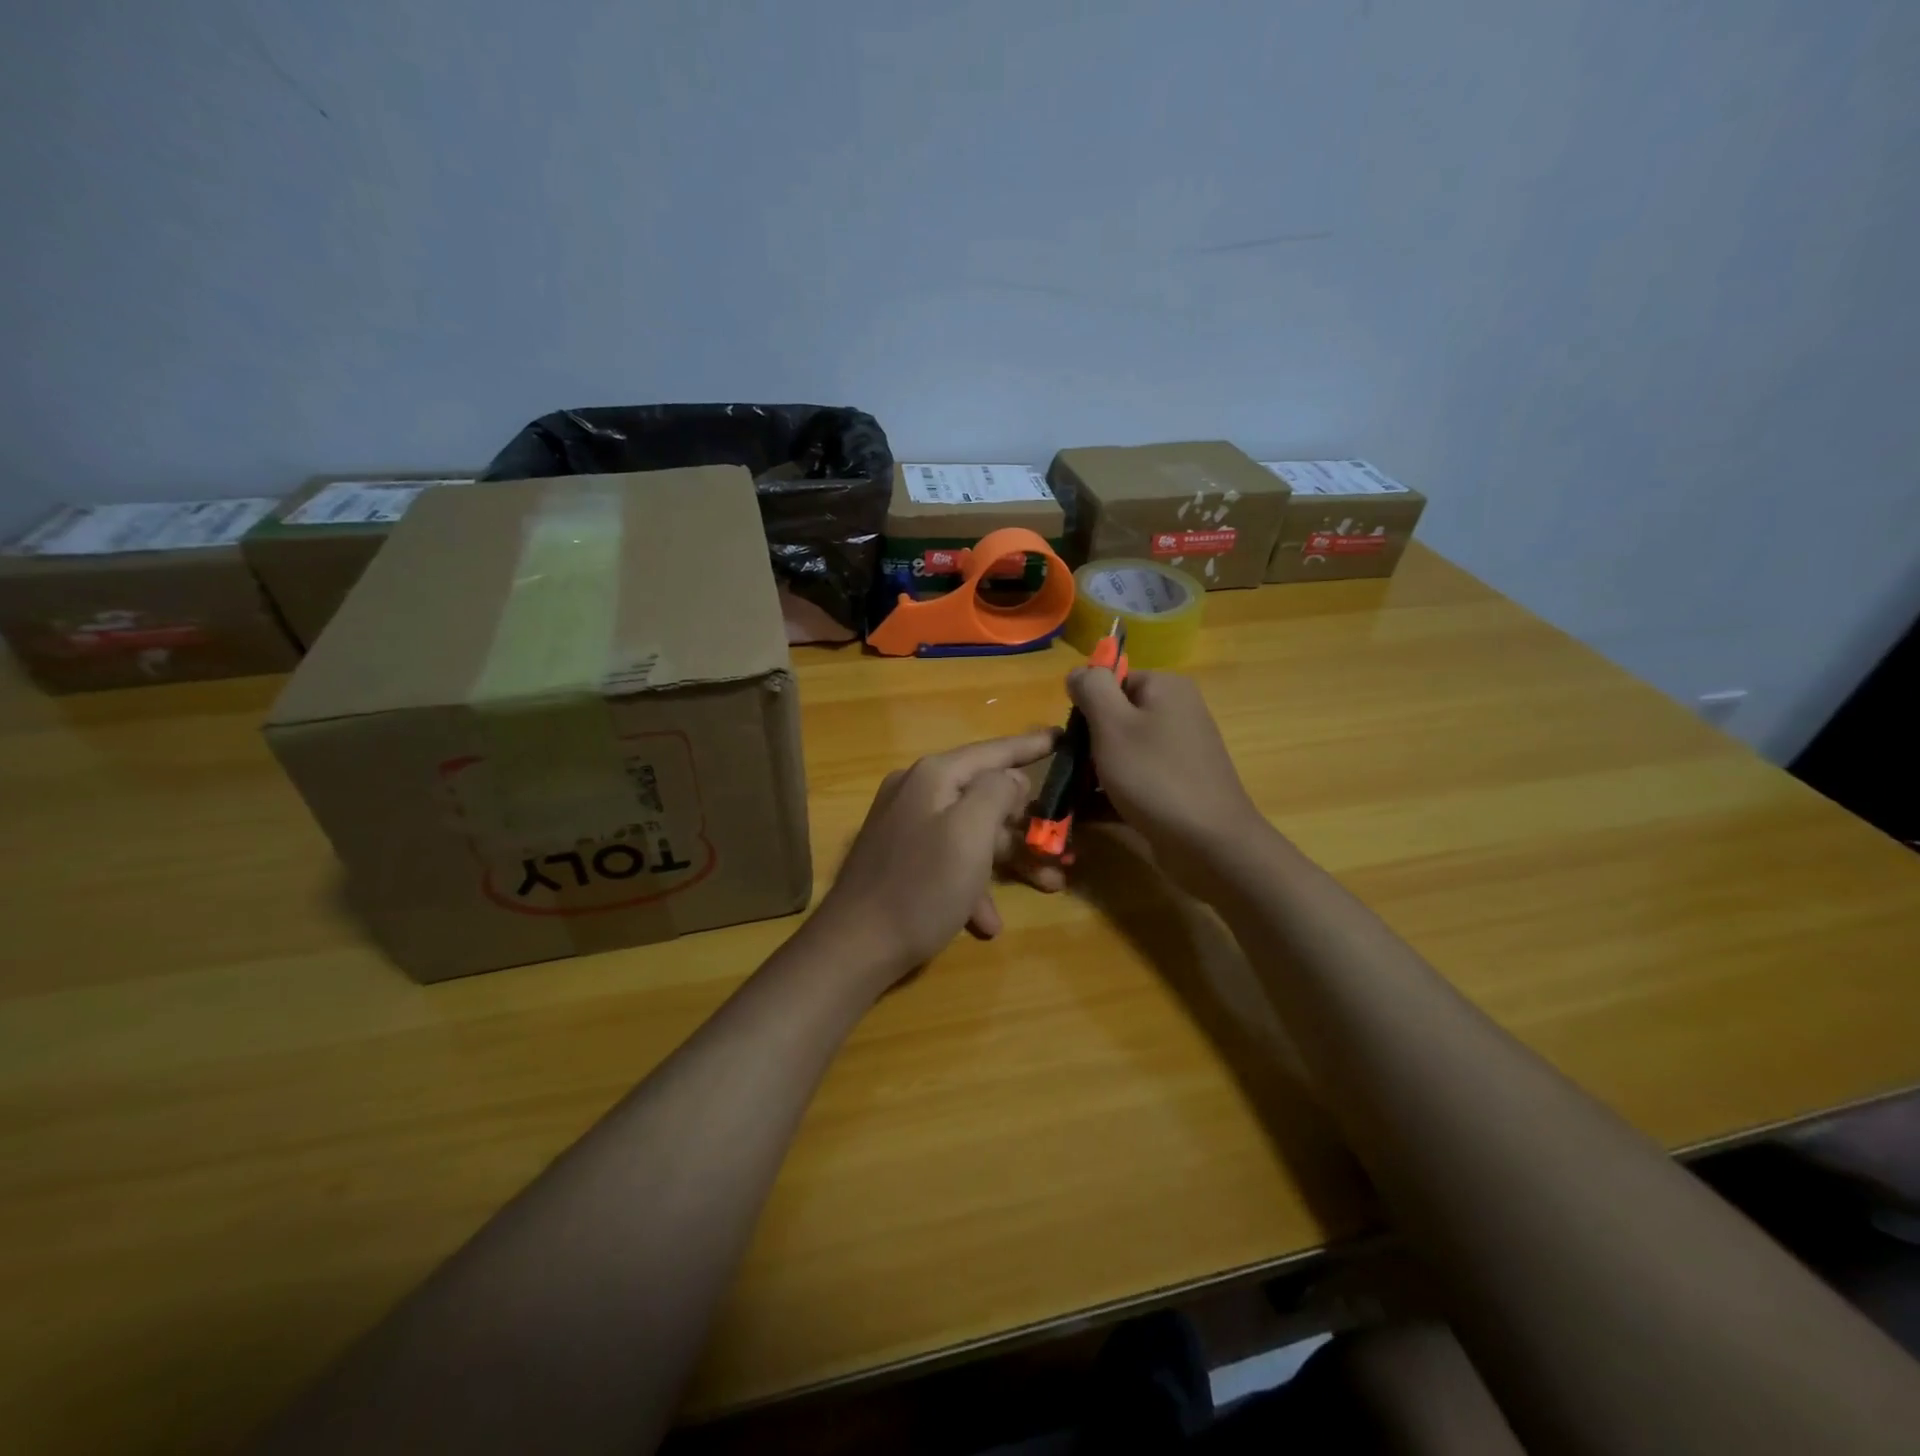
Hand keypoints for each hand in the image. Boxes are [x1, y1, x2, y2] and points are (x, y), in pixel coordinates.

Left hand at [810, 730, 1056, 983]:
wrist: (854, 946)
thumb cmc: (921, 886)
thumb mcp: (970, 834)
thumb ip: (996, 793)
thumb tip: (1011, 778)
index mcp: (934, 776)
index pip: (993, 751)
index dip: (1031, 745)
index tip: (1063, 737)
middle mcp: (917, 792)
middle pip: (985, 796)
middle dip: (1028, 824)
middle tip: (1065, 842)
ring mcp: (906, 826)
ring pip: (972, 833)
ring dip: (1009, 859)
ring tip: (1048, 885)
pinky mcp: (901, 859)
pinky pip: (949, 861)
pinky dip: (972, 886)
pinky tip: (987, 922)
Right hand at [1066, 668, 1265, 892]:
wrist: (1209, 844)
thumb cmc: (1155, 776)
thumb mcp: (1113, 724)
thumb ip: (1092, 689)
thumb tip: (1079, 671)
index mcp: (1166, 689)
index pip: (1113, 681)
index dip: (1087, 706)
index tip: (1073, 737)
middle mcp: (1176, 714)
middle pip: (1116, 717)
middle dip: (1087, 743)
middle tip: (1071, 770)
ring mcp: (1178, 753)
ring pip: (1121, 752)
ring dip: (1093, 772)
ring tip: (1072, 796)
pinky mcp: (1175, 787)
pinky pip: (1134, 780)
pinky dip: (1110, 793)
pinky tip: (1084, 814)